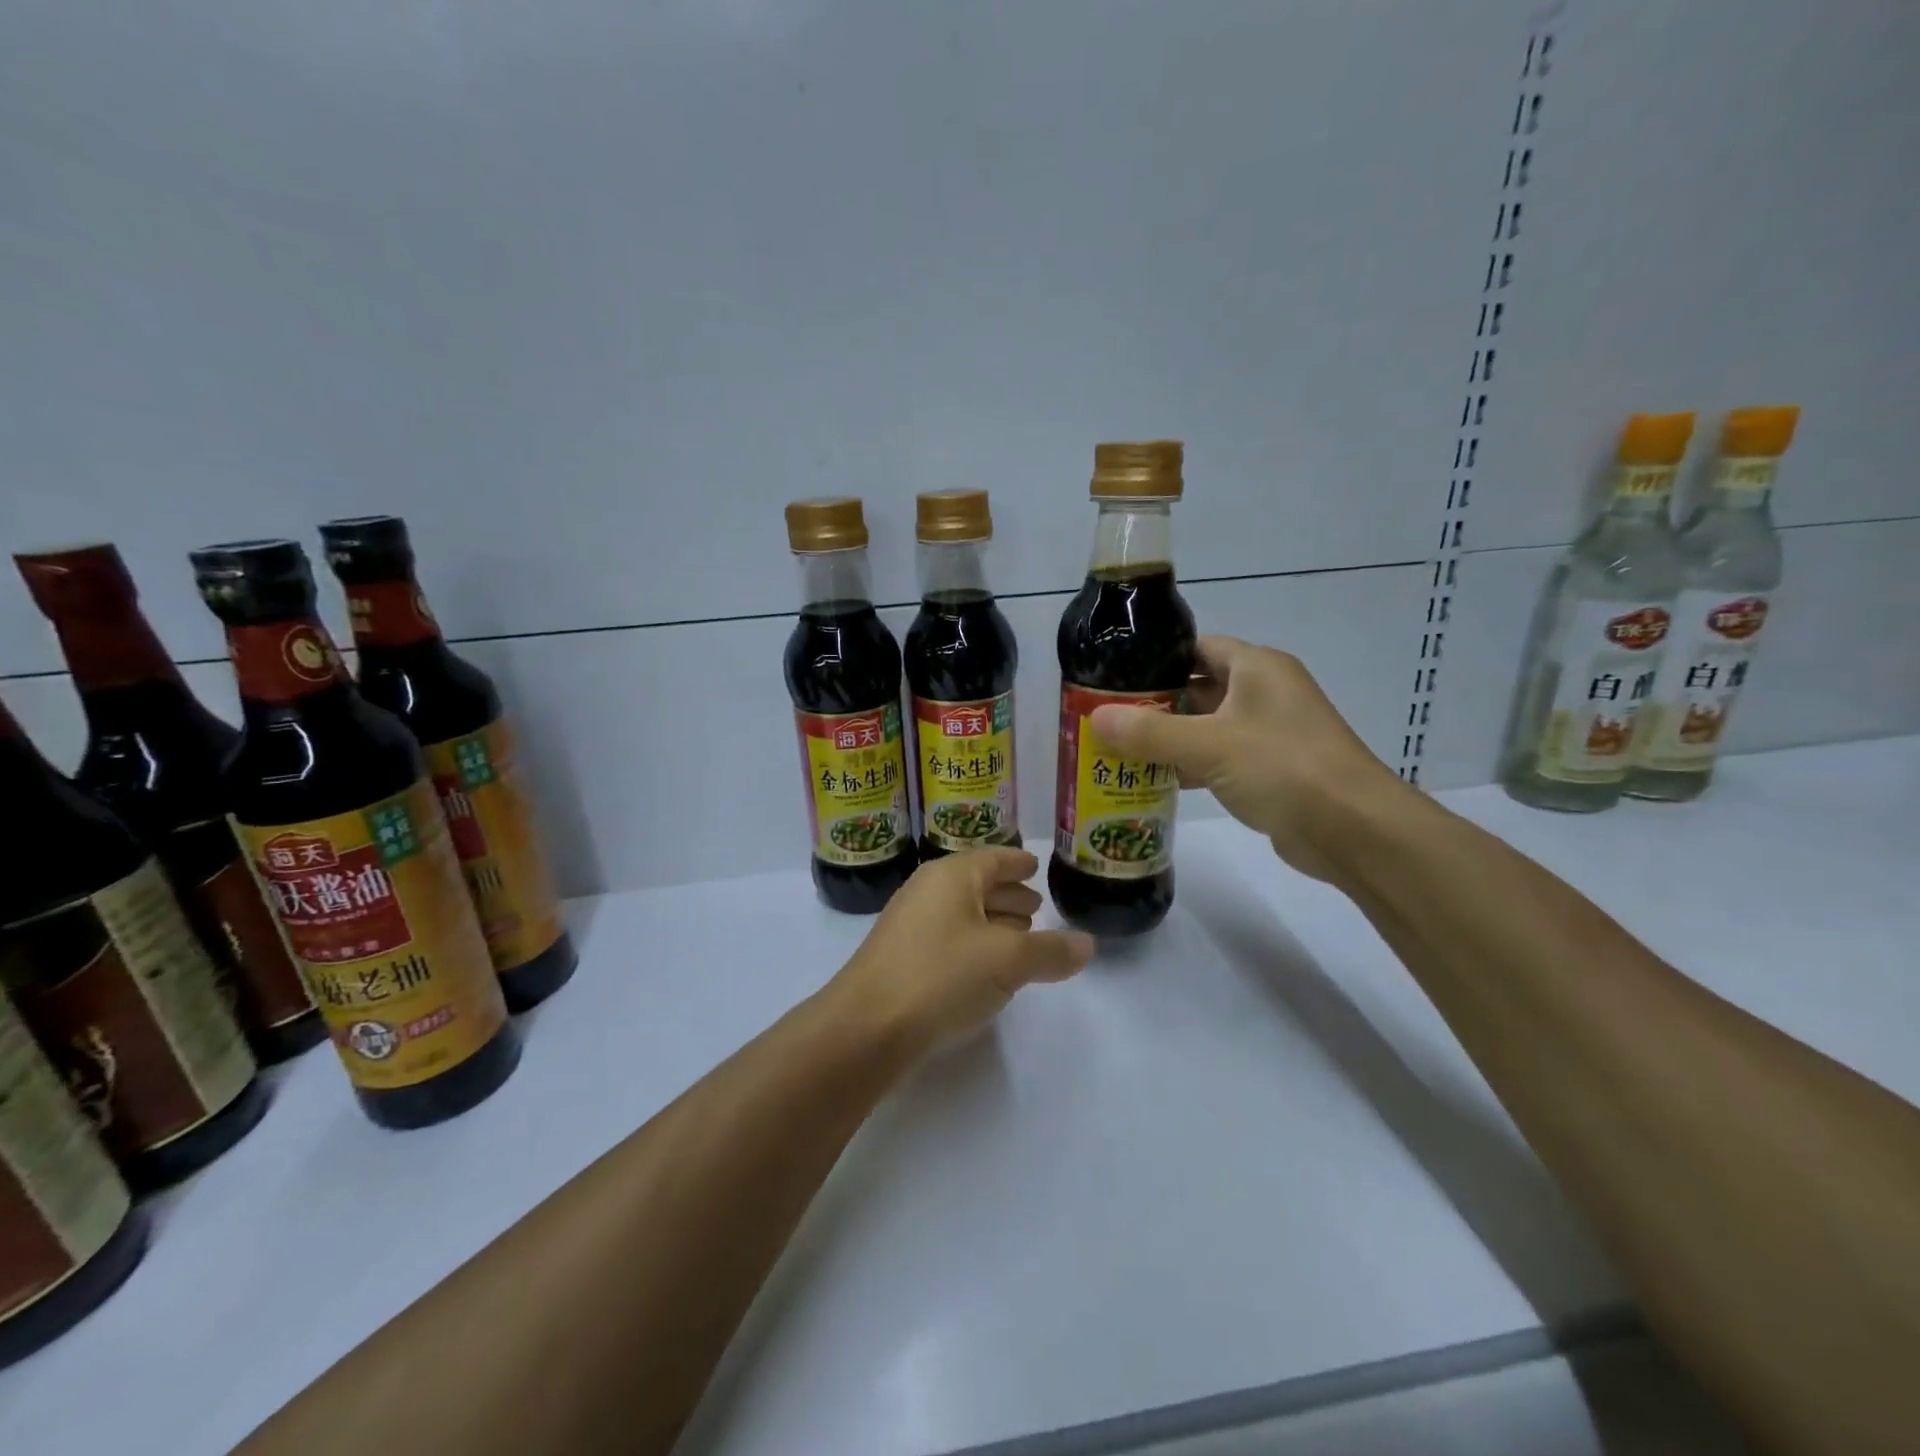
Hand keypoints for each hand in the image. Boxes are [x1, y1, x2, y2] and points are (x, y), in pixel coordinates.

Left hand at [824, 848, 1094, 1056]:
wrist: (865, 1027)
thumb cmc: (941, 975)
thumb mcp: (1007, 961)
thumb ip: (1050, 951)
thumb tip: (1087, 944)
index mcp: (951, 876)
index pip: (992, 858)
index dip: (1017, 862)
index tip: (1036, 865)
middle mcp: (927, 891)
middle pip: (975, 884)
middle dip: (1007, 894)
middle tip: (1036, 906)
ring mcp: (908, 925)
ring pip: (961, 913)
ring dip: (991, 921)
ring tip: (1019, 936)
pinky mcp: (899, 959)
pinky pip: (947, 938)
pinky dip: (972, 944)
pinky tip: (985, 968)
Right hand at [1089, 636, 1408, 880]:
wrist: (1352, 829)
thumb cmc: (1282, 766)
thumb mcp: (1208, 744)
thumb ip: (1149, 731)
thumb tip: (1096, 718)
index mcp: (1257, 668)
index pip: (1198, 648)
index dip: (1157, 658)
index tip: (1114, 675)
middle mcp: (1265, 693)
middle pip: (1198, 688)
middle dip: (1155, 703)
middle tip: (1107, 716)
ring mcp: (1270, 733)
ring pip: (1207, 726)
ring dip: (1169, 738)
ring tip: (1118, 748)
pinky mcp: (1271, 770)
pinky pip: (1220, 758)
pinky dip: (1190, 766)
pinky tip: (1154, 780)